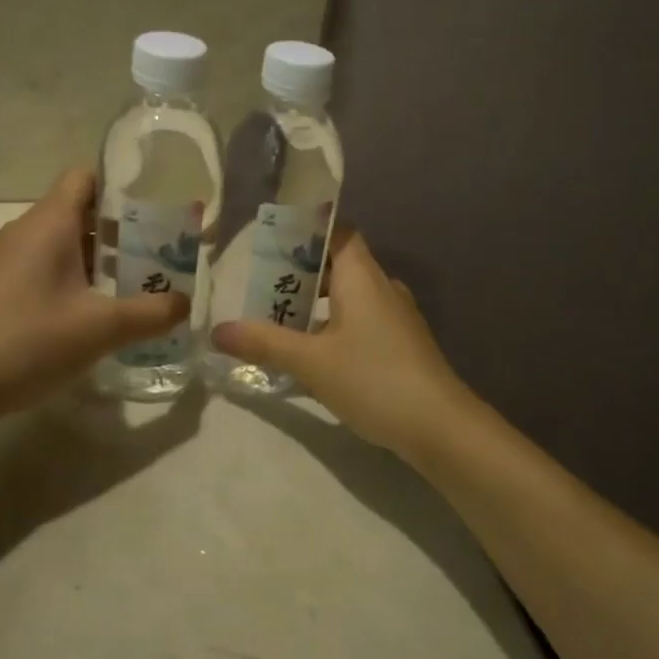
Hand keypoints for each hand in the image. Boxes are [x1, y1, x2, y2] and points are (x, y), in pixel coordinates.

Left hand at [0, 168, 189, 421]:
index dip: (121, 187)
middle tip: (159, 257)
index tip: (155, 212)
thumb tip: (186, 303)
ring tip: (136, 287)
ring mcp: (8, 261)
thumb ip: (151, 313)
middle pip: (81, 211)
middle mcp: (27, 231)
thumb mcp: (101, 328)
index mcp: (50, 222)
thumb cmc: (28, 340)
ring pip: (64, 243)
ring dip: (101, 260)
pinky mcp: (0, 289)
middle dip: (122, 231)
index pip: (85, 177)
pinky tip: (94, 315)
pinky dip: (75, 280)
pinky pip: (47, 268)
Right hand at [210, 229, 479, 452]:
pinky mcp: (402, 343)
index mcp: (361, 276)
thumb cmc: (373, 379)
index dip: (306, 234)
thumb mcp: (311, 362)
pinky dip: (335, 325)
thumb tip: (218, 330)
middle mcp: (382, 287)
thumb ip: (264, 343)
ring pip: (350, 295)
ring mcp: (396, 316)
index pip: (337, 233)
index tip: (272, 245)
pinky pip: (362, 319)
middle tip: (263, 290)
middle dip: (301, 274)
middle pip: (339, 264)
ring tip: (280, 322)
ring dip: (317, 304)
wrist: (440, 426)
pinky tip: (314, 354)